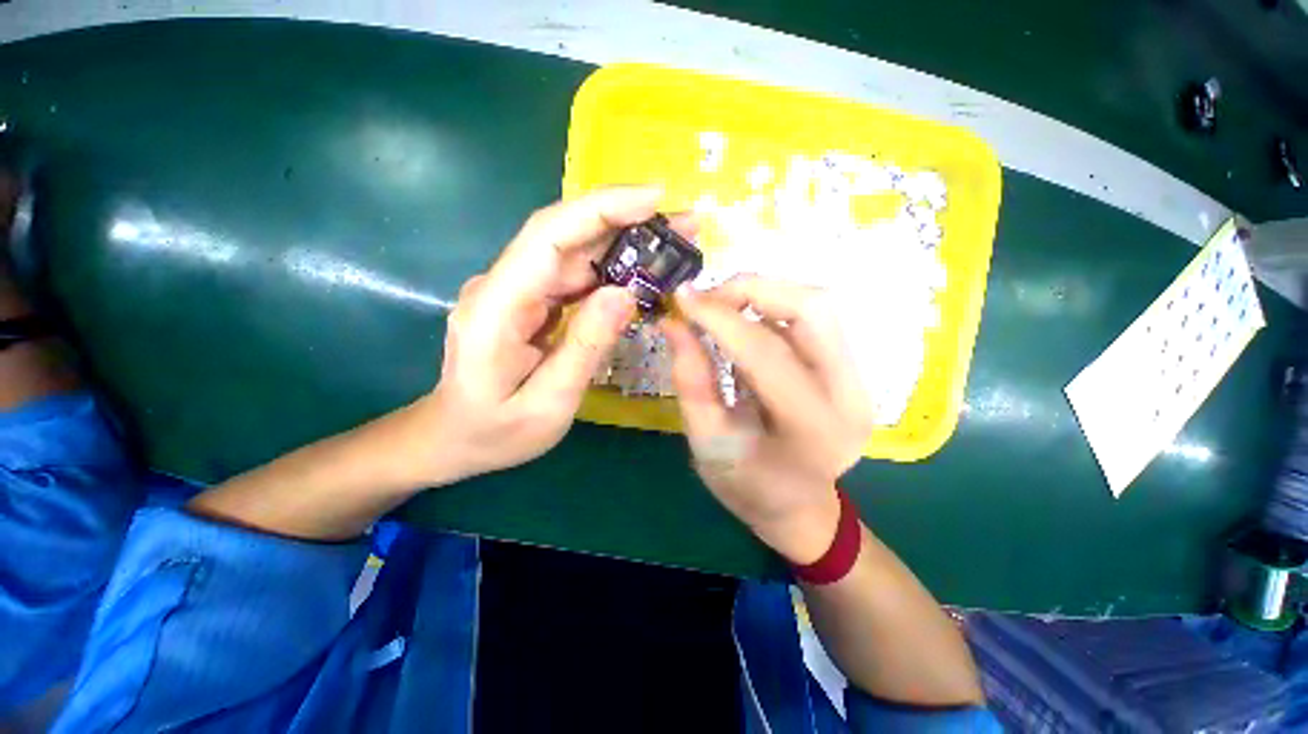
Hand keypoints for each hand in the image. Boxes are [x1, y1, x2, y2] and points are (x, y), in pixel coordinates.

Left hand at [415, 186, 696, 482]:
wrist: (453, 438)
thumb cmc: (495, 432)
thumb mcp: (547, 404)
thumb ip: (584, 348)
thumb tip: (625, 293)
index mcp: (497, 306)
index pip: (550, 236)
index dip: (602, 209)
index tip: (655, 198)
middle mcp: (503, 285)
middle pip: (567, 235)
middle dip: (627, 221)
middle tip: (684, 223)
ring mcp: (516, 290)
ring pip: (574, 253)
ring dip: (624, 244)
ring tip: (673, 245)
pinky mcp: (529, 301)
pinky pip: (574, 277)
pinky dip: (611, 271)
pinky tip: (641, 274)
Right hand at [661, 276, 875, 563]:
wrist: (799, 508)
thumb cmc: (747, 486)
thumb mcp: (706, 441)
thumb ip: (690, 380)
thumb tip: (673, 323)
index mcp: (812, 429)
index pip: (767, 352)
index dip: (720, 318)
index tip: (681, 298)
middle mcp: (849, 396)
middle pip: (812, 309)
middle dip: (752, 290)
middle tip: (706, 300)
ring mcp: (858, 380)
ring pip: (816, 306)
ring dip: (762, 295)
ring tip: (720, 310)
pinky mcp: (850, 370)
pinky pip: (811, 321)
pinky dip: (771, 310)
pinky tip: (743, 328)